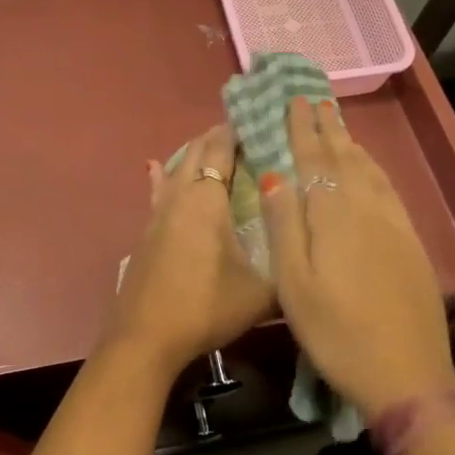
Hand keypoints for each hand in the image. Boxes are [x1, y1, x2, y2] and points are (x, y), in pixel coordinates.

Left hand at [105, 124, 273, 378]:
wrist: (146, 336)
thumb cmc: (206, 306)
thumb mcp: (261, 293)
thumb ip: (286, 269)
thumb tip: (308, 254)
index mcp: (207, 200)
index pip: (220, 152)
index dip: (234, 133)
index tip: (251, 119)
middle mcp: (180, 197)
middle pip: (195, 153)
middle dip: (215, 139)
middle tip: (238, 132)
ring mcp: (158, 214)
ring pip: (174, 169)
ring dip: (191, 155)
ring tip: (207, 146)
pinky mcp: (146, 233)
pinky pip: (158, 191)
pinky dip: (163, 176)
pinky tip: (154, 168)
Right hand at [260, 97, 454, 417]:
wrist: (407, 375)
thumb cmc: (336, 332)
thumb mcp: (294, 283)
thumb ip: (284, 225)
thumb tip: (273, 174)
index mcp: (334, 215)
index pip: (314, 160)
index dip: (302, 129)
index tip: (294, 100)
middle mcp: (366, 208)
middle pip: (344, 158)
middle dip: (327, 127)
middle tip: (316, 99)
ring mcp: (394, 224)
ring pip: (369, 171)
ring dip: (350, 144)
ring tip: (338, 125)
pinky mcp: (410, 243)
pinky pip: (387, 190)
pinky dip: (373, 170)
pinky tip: (369, 171)